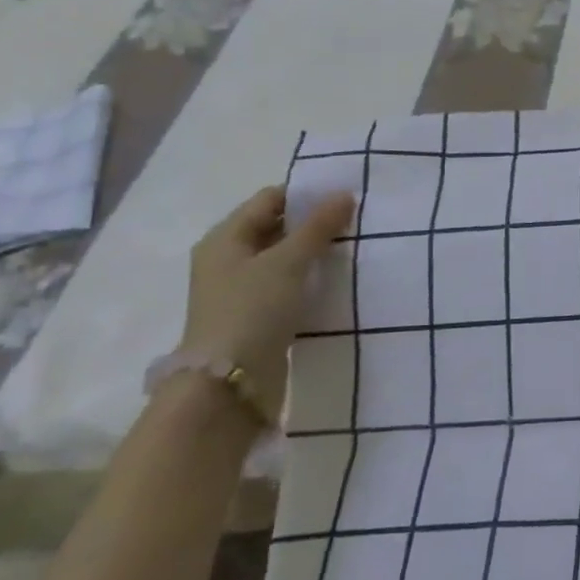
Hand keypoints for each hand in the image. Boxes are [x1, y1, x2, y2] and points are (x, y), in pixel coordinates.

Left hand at [177, 186, 355, 414]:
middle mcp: (227, 260)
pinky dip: (308, 279)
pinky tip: (334, 281)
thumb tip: (344, 194)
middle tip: (355, 222)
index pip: (269, 199)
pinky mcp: (255, 316)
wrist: (229, 385)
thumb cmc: (252, 310)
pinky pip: (286, 285)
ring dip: (313, 253)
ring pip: (283, 258)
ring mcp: (240, 291)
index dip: (305, 194)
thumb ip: (318, 227)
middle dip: (312, 223)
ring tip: (351, 249)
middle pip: (275, 227)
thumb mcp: (288, 262)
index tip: (345, 197)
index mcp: (224, 239)